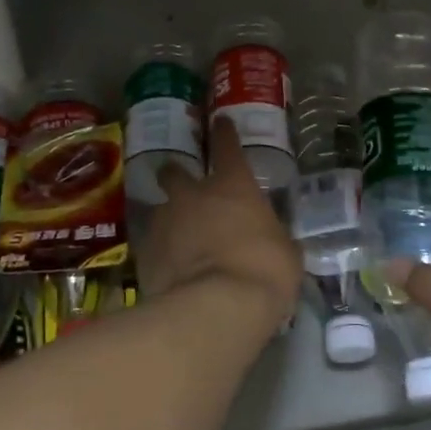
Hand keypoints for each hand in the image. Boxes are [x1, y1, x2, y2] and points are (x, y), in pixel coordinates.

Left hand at [137, 119, 301, 330]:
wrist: (216, 307)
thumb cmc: (265, 271)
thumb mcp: (285, 252)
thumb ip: (272, 237)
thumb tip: (270, 241)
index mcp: (233, 186)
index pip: (227, 147)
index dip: (224, 133)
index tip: (220, 122)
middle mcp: (193, 195)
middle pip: (174, 172)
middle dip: (175, 175)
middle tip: (180, 185)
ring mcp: (164, 222)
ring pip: (160, 211)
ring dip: (169, 221)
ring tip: (178, 243)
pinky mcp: (145, 254)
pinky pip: (153, 247)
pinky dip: (161, 255)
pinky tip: (170, 272)